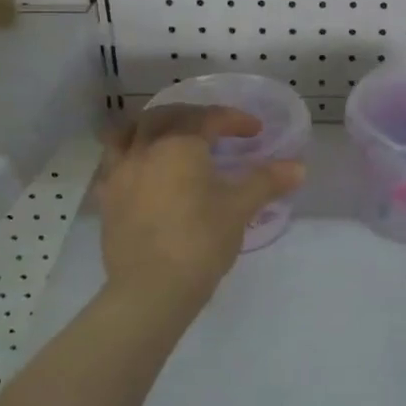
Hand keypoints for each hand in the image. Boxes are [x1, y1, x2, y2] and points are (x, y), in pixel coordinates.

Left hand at [98, 105, 304, 319]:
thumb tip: (299, 168)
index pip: (209, 118)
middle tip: (215, 128)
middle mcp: (145, 149)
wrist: (151, 289)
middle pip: (166, 115)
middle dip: (193, 115)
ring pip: (129, 131)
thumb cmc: (200, 241)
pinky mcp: (107, 198)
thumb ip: (267, 182)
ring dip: (151, 125)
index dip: (235, 120)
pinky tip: (142, 168)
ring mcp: (120, 172)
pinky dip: (129, 153)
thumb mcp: (239, 208)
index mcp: (180, 144)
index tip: (255, 132)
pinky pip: (113, 161)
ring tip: (168, 135)